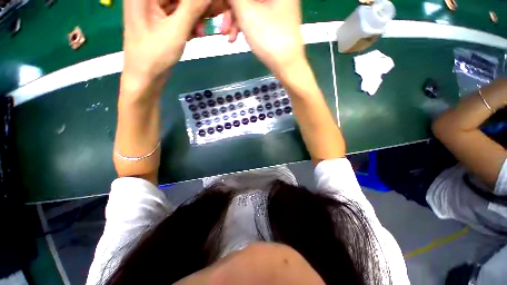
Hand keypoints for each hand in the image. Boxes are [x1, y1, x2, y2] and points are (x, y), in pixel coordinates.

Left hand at [122, 0, 211, 85]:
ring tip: (202, 31)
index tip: (211, 5)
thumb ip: (193, 8)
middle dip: (198, 6)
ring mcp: (153, 7)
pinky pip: (179, 13)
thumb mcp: (176, 30)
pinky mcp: (160, 18)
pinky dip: (190, 22)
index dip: (197, 0)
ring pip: (181, 4)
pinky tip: (197, 33)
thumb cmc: (155, 55)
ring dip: (196, 16)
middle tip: (214, 15)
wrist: (145, 77)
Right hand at [229, 0, 304, 75]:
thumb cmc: (269, 38)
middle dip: (232, 12)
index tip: (222, 9)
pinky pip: (256, 17)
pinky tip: (236, 37)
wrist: (286, 65)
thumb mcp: (247, 13)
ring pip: (250, 8)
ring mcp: (278, 7)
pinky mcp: (275, 21)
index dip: (231, 1)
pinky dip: (245, 26)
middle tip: (224, 28)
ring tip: (229, 37)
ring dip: (236, 22)